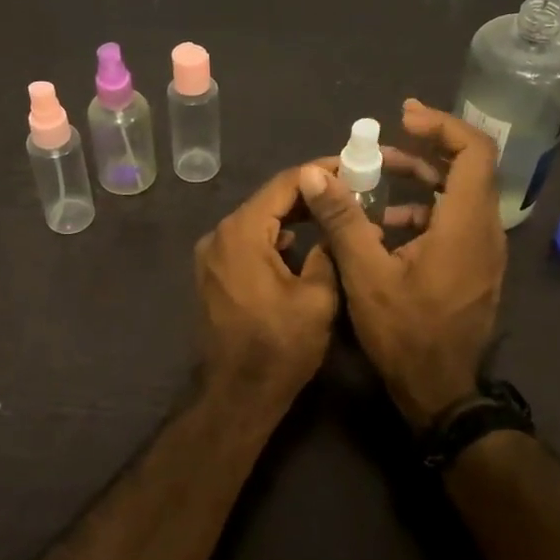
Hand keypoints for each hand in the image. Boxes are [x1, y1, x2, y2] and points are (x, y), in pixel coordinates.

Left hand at [194, 165, 340, 402]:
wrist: (238, 393)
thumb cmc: (280, 346)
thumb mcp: (318, 297)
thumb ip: (327, 250)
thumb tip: (335, 225)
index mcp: (241, 232)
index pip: (283, 184)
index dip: (318, 172)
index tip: (349, 166)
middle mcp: (218, 235)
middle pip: (267, 200)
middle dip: (306, 194)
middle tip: (347, 189)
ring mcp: (210, 255)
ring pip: (256, 221)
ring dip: (290, 216)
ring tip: (330, 213)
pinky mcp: (212, 273)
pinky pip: (246, 242)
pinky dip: (272, 237)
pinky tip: (299, 243)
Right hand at [297, 99, 505, 427]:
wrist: (441, 392)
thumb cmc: (405, 332)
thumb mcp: (365, 274)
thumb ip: (342, 218)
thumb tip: (314, 172)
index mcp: (466, 225)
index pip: (474, 152)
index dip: (442, 125)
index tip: (404, 118)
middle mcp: (485, 231)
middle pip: (468, 170)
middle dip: (423, 151)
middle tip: (381, 148)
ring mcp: (485, 252)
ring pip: (461, 197)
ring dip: (421, 182)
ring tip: (376, 182)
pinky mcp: (476, 268)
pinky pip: (456, 223)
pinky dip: (425, 212)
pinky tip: (386, 227)